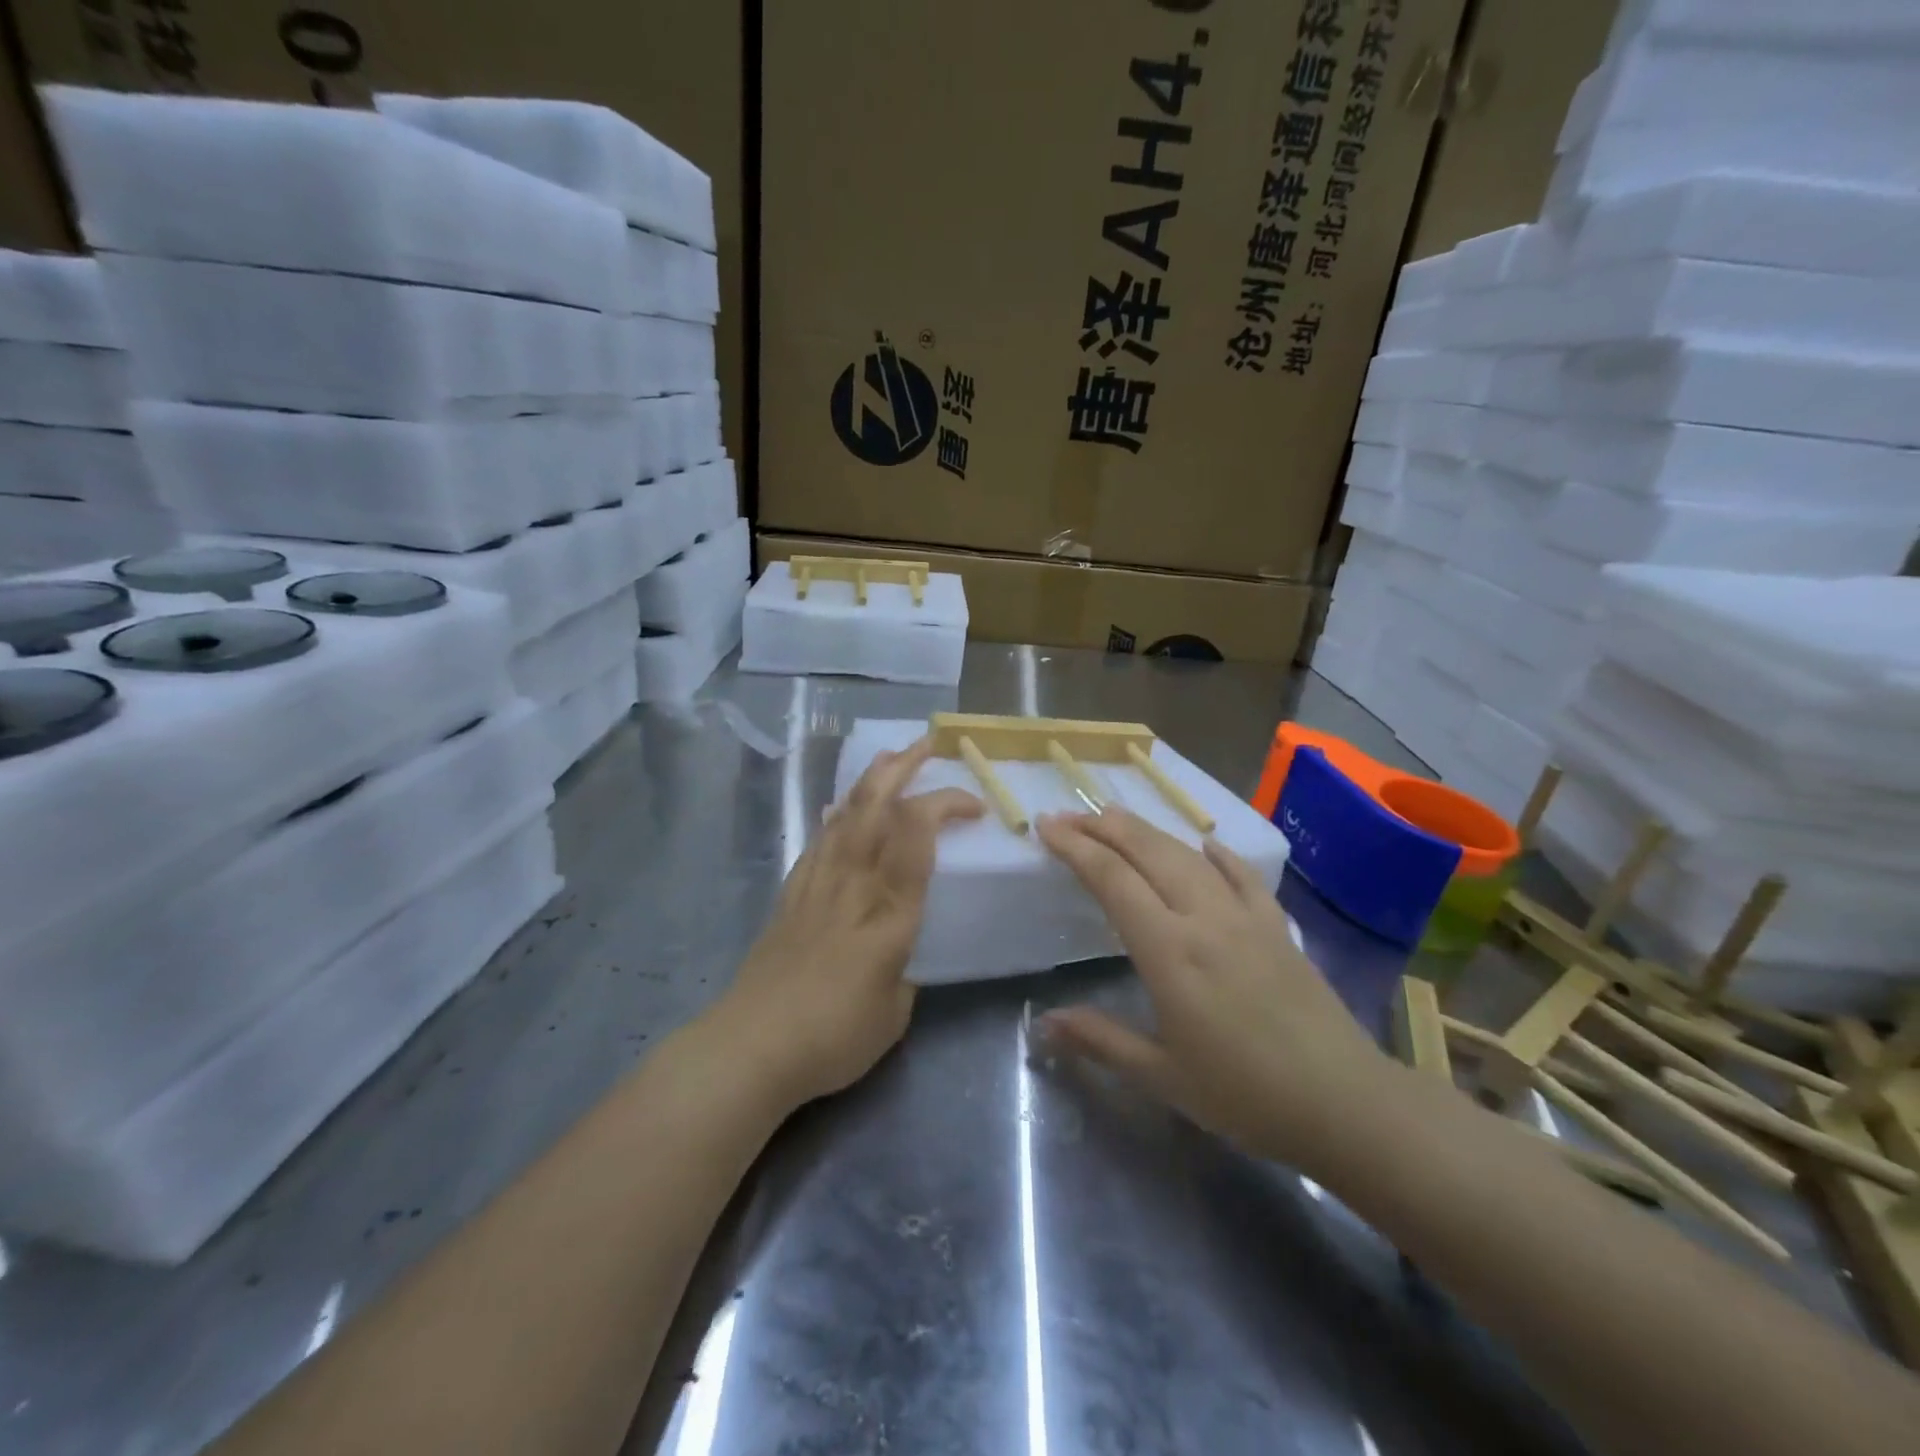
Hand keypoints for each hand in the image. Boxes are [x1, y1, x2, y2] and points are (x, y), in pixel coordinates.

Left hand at [715, 737, 980, 1108]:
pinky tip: (838, 807)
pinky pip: (818, 840)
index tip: (975, 806)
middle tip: (929, 744)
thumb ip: (905, 972)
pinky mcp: (791, 893)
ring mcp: (817, 883)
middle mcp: (853, 883)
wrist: (750, 1046)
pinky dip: (836, 815)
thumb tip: (900, 954)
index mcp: (889, 911)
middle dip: (905, 768)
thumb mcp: (894, 1013)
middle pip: (877, 808)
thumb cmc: (833, 1036)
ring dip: (871, 779)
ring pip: (845, 814)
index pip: (917, 836)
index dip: (946, 806)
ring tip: (890, 758)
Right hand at [1035, 808, 1395, 1167]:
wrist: (1346, 1105)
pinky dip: (1219, 855)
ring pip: (1188, 856)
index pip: (1112, 880)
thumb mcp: (1163, 1076)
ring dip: (1148, 832)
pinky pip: (1244, 877)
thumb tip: (1045, 1024)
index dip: (1075, 848)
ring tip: (1116, 818)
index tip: (1046, 827)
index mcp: (1169, 951)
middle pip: (1148, 852)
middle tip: (1069, 816)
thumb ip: (1101, 1040)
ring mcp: (1246, 917)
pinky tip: (1206, 844)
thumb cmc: (1245, 1096)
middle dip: (1104, 827)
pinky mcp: (1278, 927)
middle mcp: (1204, 918)